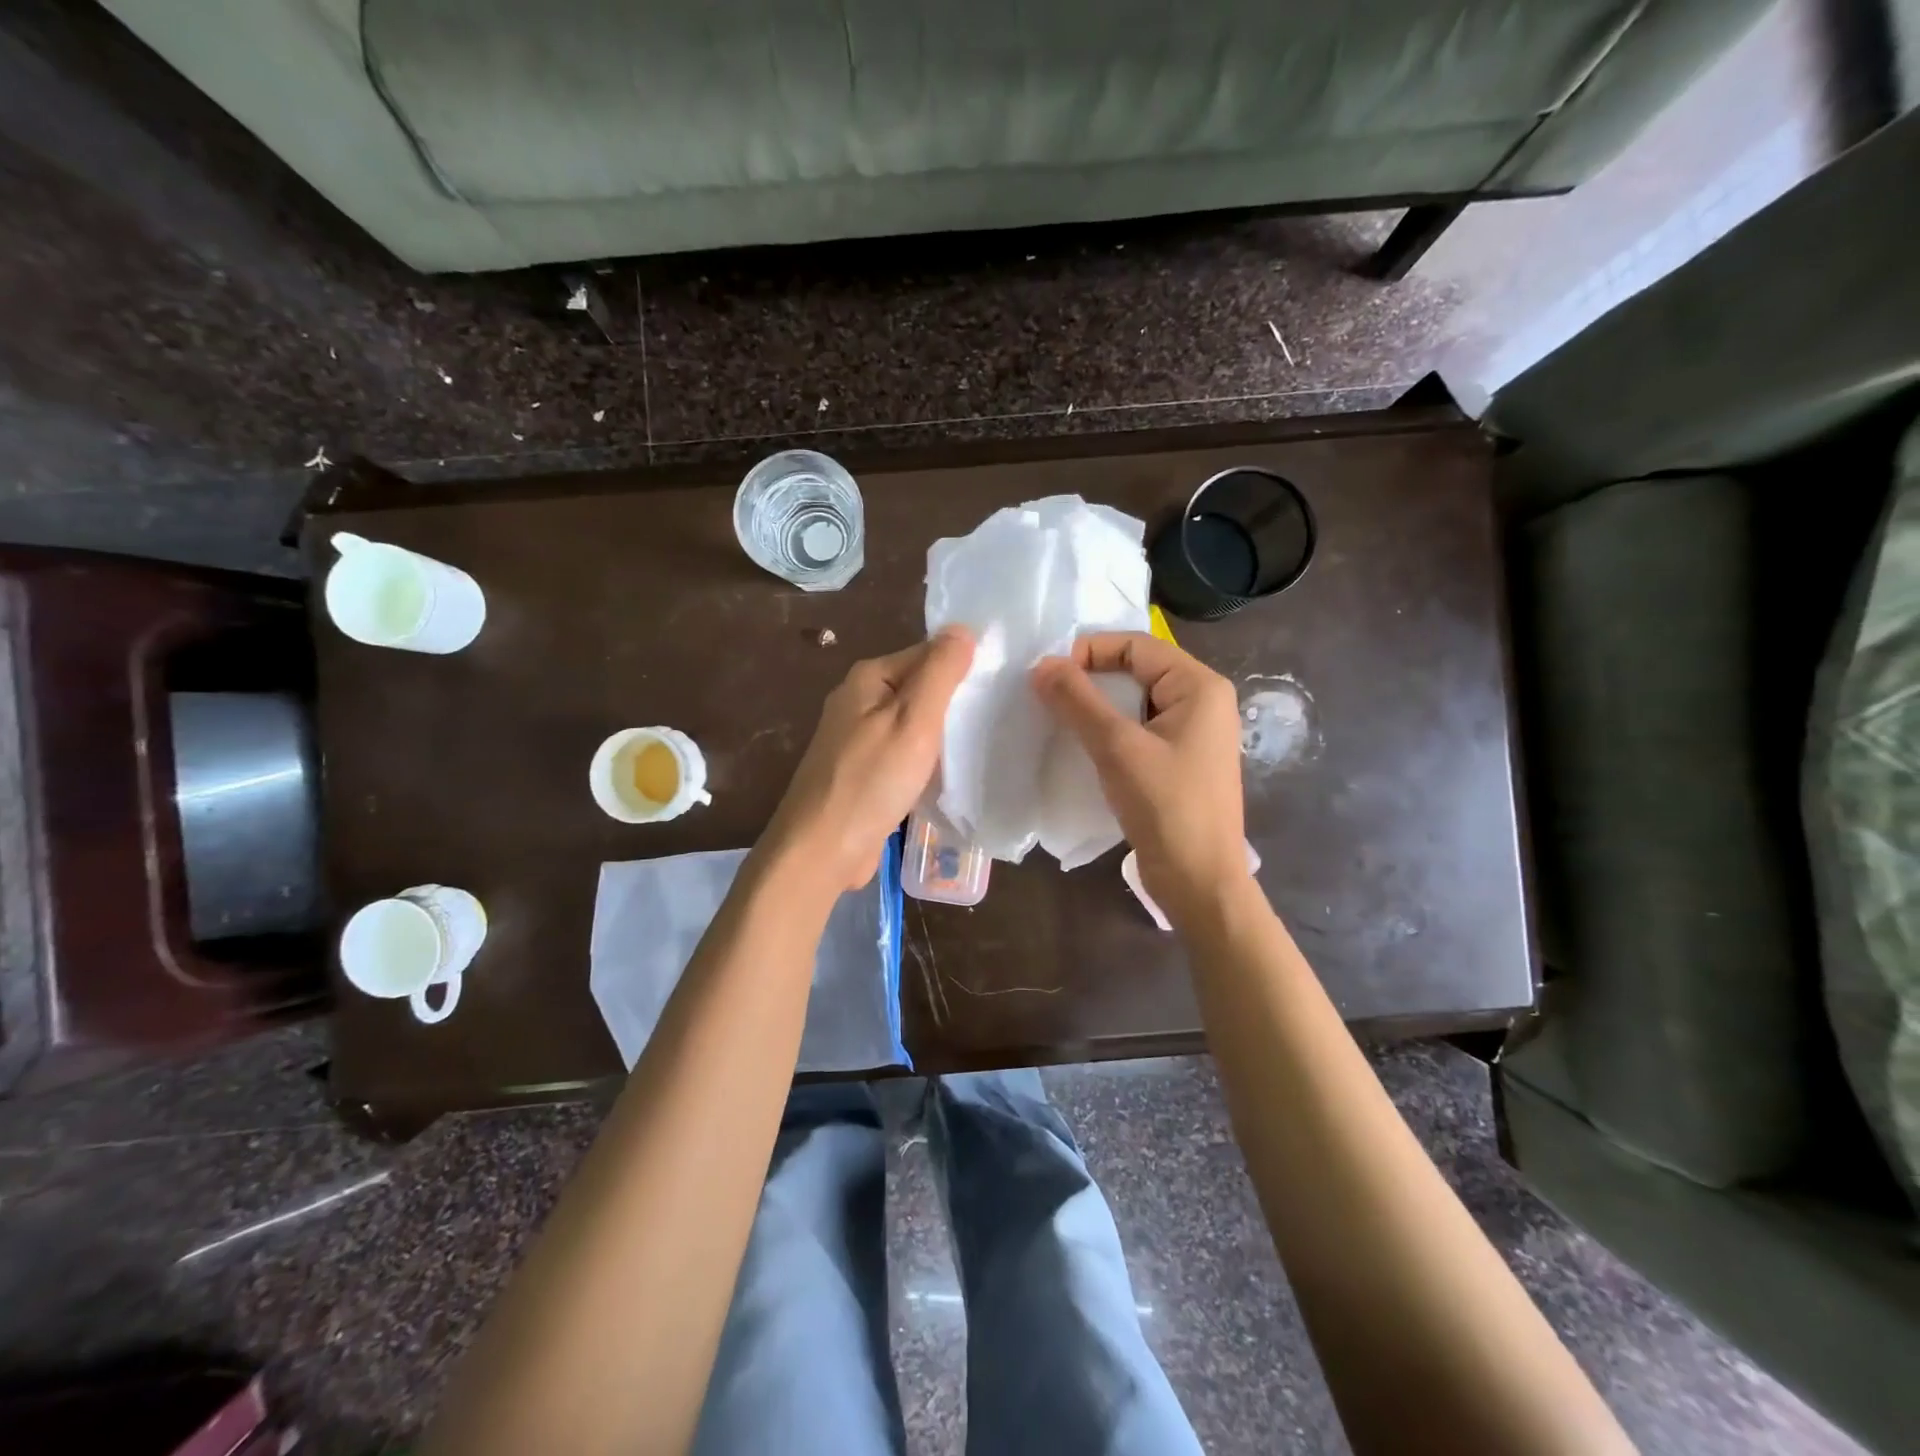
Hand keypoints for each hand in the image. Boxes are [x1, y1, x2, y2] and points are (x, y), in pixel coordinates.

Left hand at [763, 627, 975, 893]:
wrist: (822, 848)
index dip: (964, 665)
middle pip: (920, 687)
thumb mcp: (914, 719)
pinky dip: (926, 759)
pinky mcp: (862, 771)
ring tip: (984, 742)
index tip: (1001, 684)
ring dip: (943, 733)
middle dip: (955, 701)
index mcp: (869, 677)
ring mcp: (857, 738)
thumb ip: (939, 672)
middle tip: (1000, 715)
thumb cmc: (871, 780)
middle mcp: (859, 700)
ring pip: (913, 723)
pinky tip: (950, 772)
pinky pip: (904, 753)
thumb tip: (962, 629)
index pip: (928, 653)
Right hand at [1032, 631, 1247, 926]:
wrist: (1199, 881)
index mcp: (1199, 687)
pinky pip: (1138, 730)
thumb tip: (1041, 665)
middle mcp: (1202, 702)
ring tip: (1058, 718)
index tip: (1048, 675)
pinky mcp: (1179, 762)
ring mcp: (1192, 734)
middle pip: (1136, 670)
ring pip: (1134, 702)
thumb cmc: (1167, 807)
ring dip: (1096, 706)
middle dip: (1090, 678)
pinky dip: (1108, 730)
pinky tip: (1081, 746)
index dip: (1090, 651)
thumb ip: (1078, 701)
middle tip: (1047, 695)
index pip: (1136, 645)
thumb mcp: (1117, 748)